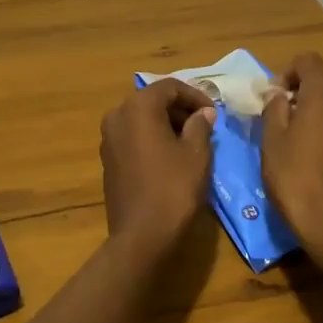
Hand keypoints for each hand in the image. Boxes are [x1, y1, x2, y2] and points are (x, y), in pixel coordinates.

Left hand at [100, 79, 216, 256]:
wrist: (141, 235)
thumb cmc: (174, 188)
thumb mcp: (197, 154)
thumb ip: (200, 125)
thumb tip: (203, 113)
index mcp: (138, 107)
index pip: (170, 87)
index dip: (195, 96)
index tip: (214, 113)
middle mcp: (117, 115)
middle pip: (152, 100)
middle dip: (180, 109)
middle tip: (205, 126)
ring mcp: (108, 138)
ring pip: (141, 119)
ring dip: (166, 124)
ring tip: (192, 141)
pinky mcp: (107, 159)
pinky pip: (133, 137)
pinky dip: (152, 138)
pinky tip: (171, 156)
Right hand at [260, 53, 322, 265]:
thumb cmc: (295, 180)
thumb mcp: (271, 143)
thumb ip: (274, 110)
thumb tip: (278, 94)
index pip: (311, 61)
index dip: (289, 70)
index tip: (275, 94)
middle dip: (317, 78)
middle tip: (295, 99)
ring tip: (306, 123)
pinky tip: (322, 145)